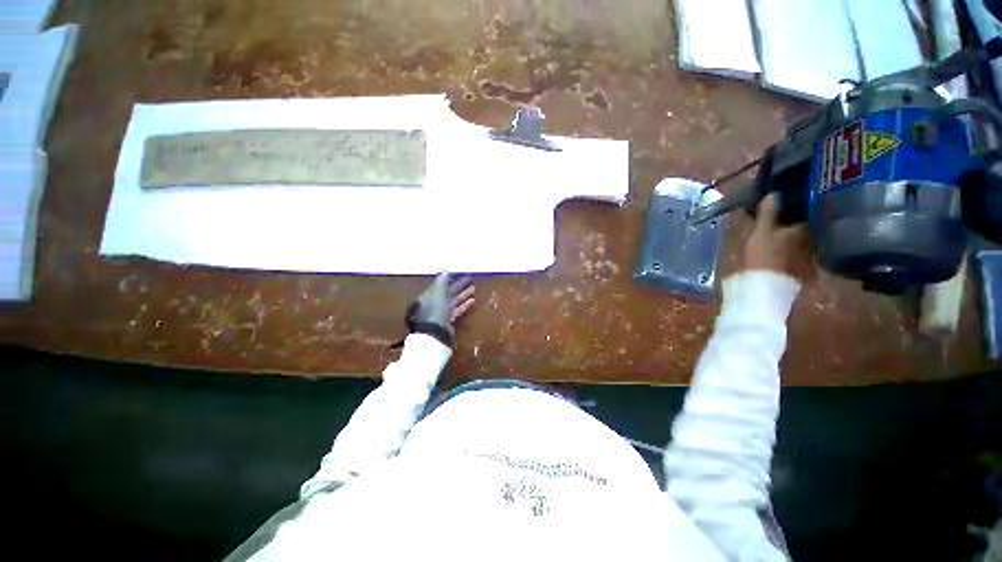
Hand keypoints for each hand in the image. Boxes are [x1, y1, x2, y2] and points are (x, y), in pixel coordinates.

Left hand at [405, 272, 474, 346]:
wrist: (436, 332)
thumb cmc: (435, 308)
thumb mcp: (438, 291)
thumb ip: (442, 280)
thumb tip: (445, 268)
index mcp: (428, 295)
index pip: (439, 284)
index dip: (449, 278)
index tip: (458, 273)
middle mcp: (433, 303)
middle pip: (447, 292)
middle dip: (458, 285)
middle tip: (469, 278)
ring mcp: (441, 312)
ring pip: (453, 300)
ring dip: (463, 294)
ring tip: (474, 288)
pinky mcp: (448, 320)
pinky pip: (457, 310)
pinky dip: (464, 305)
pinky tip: (472, 300)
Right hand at [743, 195, 814, 281]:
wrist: (766, 289)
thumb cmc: (764, 256)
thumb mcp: (761, 232)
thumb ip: (768, 214)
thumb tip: (774, 193)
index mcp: (806, 230)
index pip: (813, 214)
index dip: (806, 207)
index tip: (798, 203)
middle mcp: (815, 243)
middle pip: (812, 229)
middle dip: (804, 224)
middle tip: (792, 219)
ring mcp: (811, 260)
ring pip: (808, 244)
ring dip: (801, 240)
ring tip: (789, 236)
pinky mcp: (803, 275)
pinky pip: (803, 259)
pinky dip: (797, 255)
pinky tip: (789, 255)